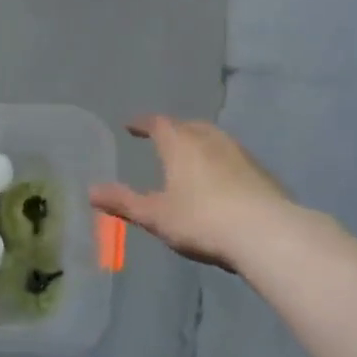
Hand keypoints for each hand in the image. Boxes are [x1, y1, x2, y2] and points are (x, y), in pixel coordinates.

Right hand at [90, 115, 288, 269]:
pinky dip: (221, 161)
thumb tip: (91, 191)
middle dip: (174, 129)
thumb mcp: (155, 215)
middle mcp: (210, 140)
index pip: (158, 123)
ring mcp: (240, 154)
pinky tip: (222, 180)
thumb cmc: (201, 220)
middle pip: (189, 126)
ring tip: (192, 156)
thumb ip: (124, 202)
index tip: (132, 126)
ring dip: (200, 143)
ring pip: (215, 139)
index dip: (143, 123)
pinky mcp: (262, 173)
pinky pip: (234, 158)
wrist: (265, 233)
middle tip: (163, 138)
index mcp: (181, 144)